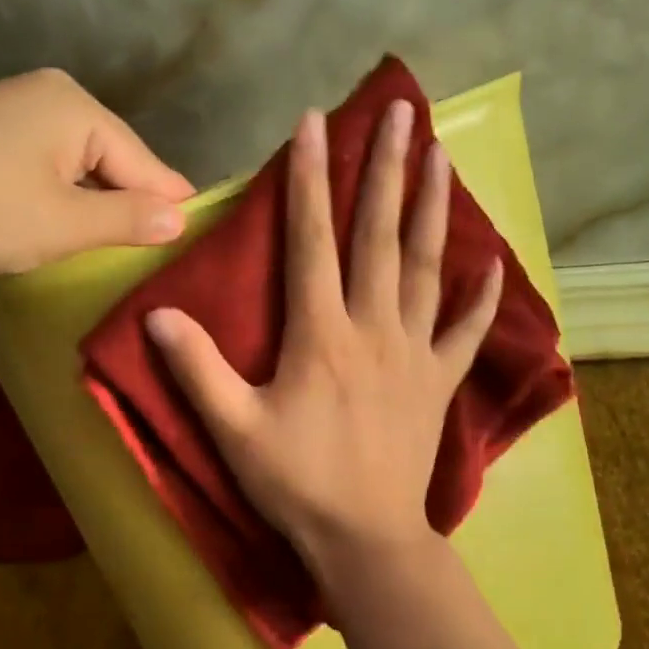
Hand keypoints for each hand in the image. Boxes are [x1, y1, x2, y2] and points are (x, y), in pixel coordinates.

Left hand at [0, 68, 193, 277]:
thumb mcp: (63, 224)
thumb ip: (128, 219)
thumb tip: (181, 219)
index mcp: (76, 107)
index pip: (148, 164)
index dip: (170, 211)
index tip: (195, 253)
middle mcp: (47, 100)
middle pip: (113, 164)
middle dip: (128, 213)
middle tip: (152, 268)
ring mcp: (9, 119)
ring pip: (76, 175)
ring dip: (91, 215)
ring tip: (112, 262)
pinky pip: (41, 178)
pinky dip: (55, 209)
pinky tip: (60, 241)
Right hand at [144, 100, 501, 568]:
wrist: (364, 537)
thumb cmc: (297, 483)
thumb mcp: (233, 429)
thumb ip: (198, 369)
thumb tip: (156, 315)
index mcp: (321, 333)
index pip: (312, 239)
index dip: (310, 178)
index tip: (315, 121)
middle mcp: (373, 328)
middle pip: (381, 236)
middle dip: (386, 169)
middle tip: (399, 111)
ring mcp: (414, 353)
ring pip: (428, 269)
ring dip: (434, 209)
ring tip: (440, 156)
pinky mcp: (438, 383)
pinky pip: (465, 332)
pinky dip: (480, 297)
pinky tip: (492, 263)